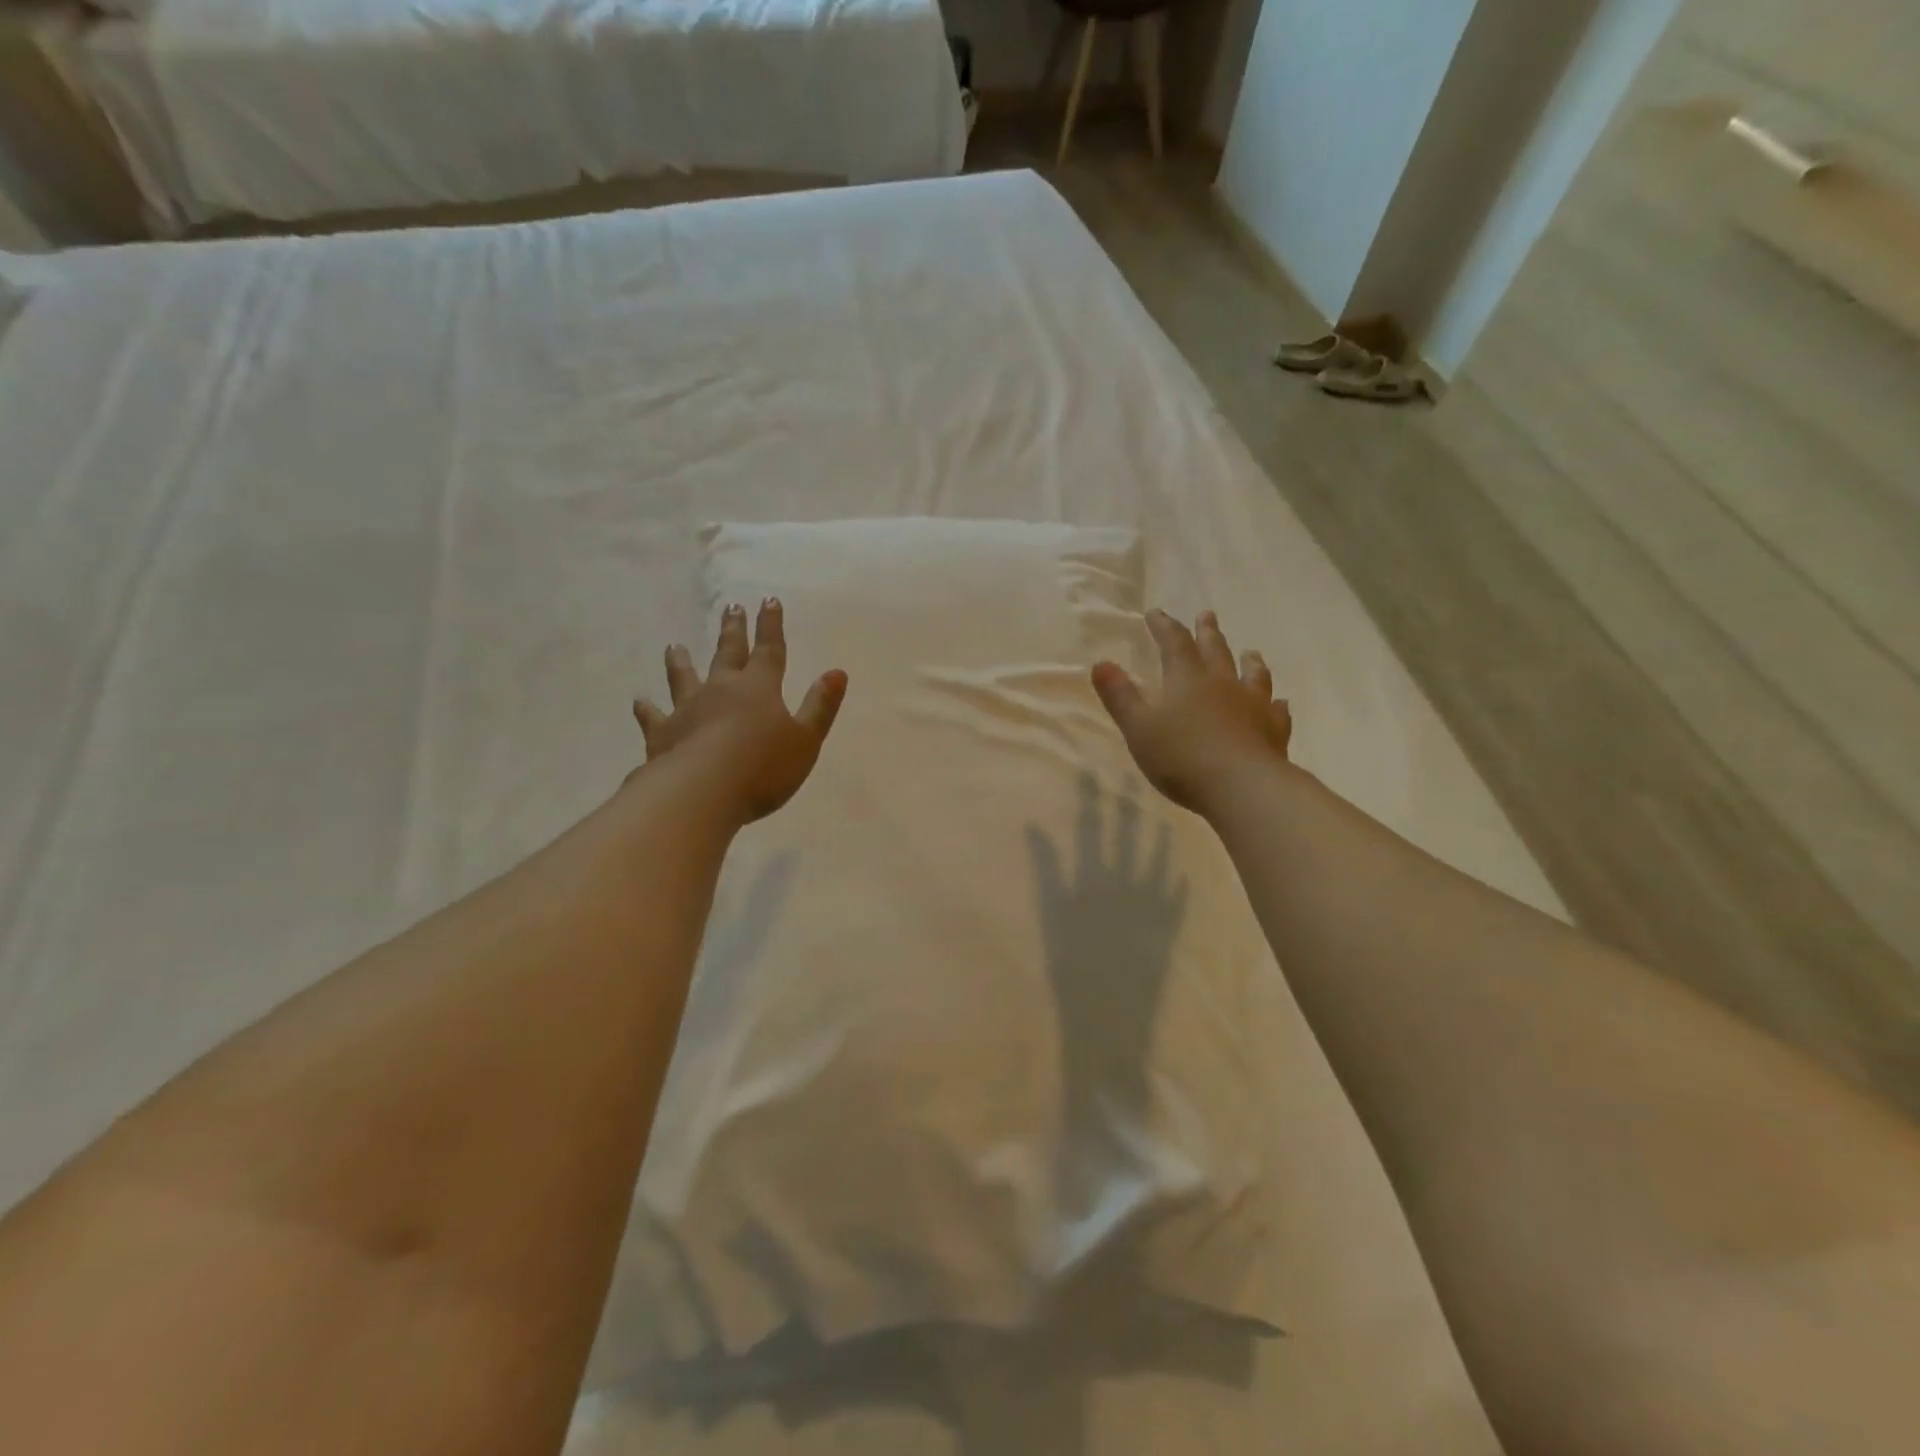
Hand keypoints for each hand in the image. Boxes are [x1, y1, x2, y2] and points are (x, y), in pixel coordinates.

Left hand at [633, 599, 847, 823]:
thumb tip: (837, 672)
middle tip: (731, 607)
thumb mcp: (806, 740)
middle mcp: (721, 690)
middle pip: (728, 654)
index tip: (769, 600)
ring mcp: (688, 709)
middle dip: (733, 631)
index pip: (769, 650)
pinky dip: (647, 709)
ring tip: (674, 646)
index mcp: (759, 688)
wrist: (703, 791)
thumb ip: (820, 706)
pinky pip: (653, 717)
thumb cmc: (764, 767)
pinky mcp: (662, 734)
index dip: (771, 626)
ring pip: (684, 678)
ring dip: (681, 662)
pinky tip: (640, 702)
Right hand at [1091, 609, 1292, 815]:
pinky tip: (1280, 703)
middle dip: (1207, 632)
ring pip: (1252, 675)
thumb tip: (1101, 663)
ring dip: (1249, 661)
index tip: (1156, 613)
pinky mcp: (1273, 731)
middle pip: (1215, 650)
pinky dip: (1276, 704)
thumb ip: (1120, 696)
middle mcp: (1222, 684)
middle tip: (1207, 615)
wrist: (1242, 787)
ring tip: (1250, 652)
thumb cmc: (1181, 757)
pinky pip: (1276, 711)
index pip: (1174, 642)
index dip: (1164, 626)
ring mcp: (1253, 705)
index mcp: (1187, 679)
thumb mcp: (1138, 727)